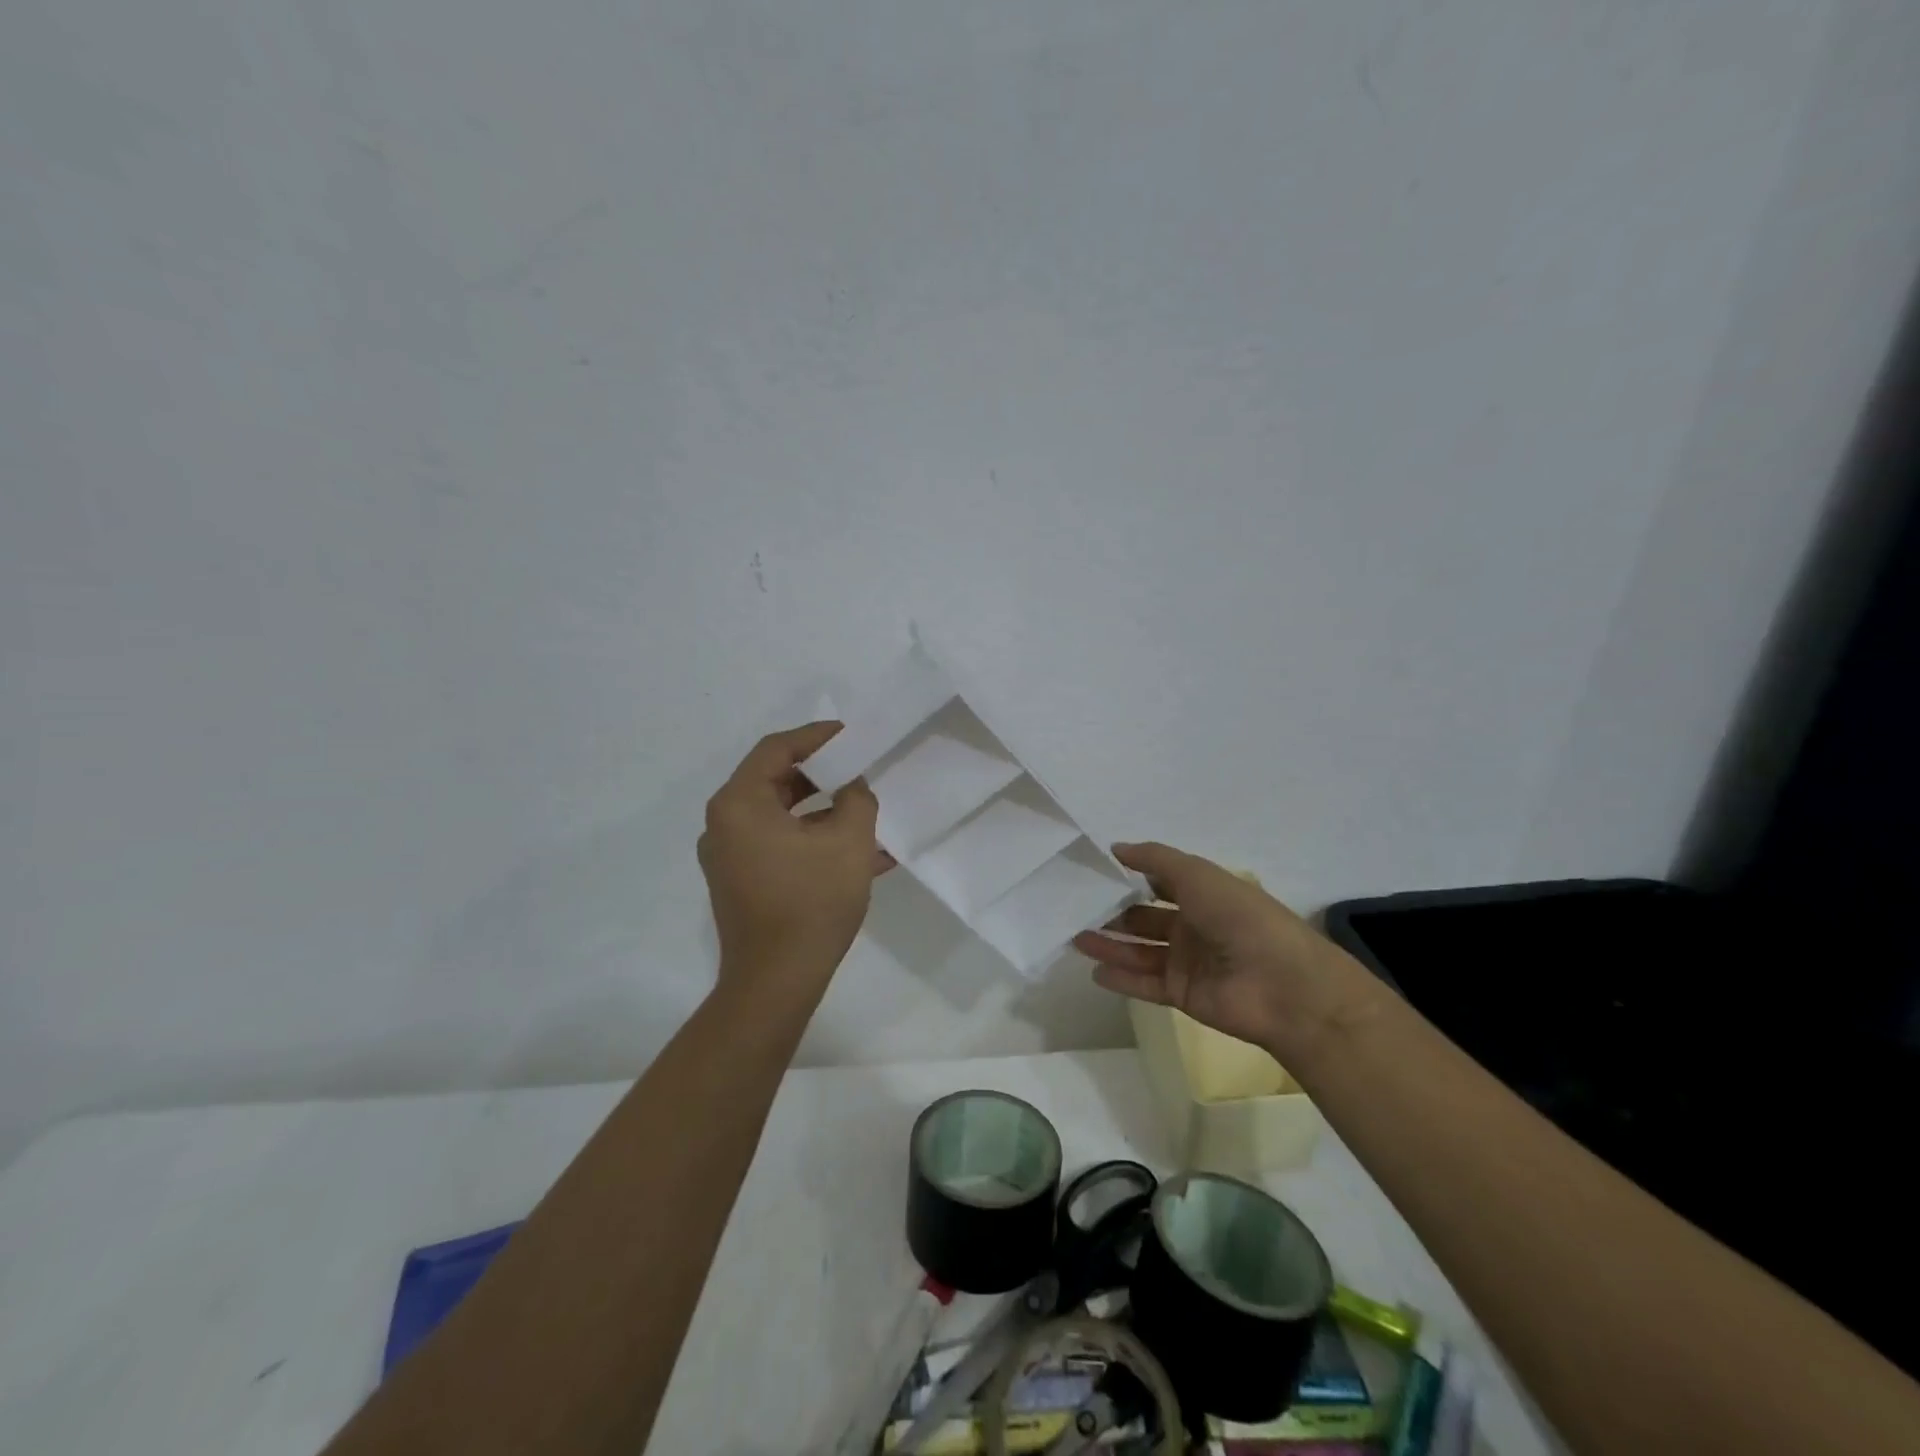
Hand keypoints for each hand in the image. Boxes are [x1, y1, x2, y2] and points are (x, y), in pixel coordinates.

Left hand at [698, 723, 892, 997]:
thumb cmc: (811, 902)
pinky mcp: (739, 882)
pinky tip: (855, 852)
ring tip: (862, 808)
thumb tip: (853, 785)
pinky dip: (811, 839)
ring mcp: (728, 856)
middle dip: (821, 773)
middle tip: (857, 767)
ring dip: (821, 809)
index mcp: (739, 804)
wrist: (776, 982)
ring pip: (779, 815)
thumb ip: (857, 798)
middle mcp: (723, 824)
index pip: (776, 749)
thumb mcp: (849, 841)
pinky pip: (777, 844)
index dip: (816, 737)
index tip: (850, 735)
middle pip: (774, 780)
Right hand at [1073, 842, 1383, 1068]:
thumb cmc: (1241, 917)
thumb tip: (1116, 848)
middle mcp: (1195, 926)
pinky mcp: (1183, 994)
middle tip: (1076, 908)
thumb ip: (1155, 859)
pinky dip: (1121, 978)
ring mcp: (1188, 962)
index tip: (1096, 873)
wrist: (1283, 985)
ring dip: (1109, 944)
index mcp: (1204, 894)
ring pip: (1140, 951)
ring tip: (1074, 937)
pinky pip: (1145, 984)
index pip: (1161, 883)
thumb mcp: (1198, 874)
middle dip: (1114, 913)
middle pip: (1145, 918)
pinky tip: (1093, 970)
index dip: (1131, 877)